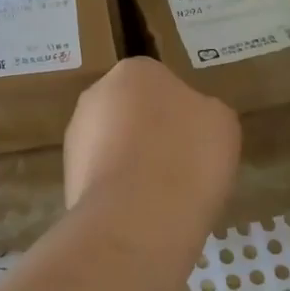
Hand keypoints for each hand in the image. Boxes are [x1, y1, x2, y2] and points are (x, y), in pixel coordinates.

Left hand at [64, 58, 240, 233]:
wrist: (138, 220)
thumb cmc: (186, 157)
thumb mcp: (221, 122)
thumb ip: (202, 111)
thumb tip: (188, 120)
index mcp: (134, 70)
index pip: (160, 82)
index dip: (181, 111)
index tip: (196, 138)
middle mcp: (95, 95)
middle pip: (131, 111)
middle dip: (151, 134)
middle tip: (182, 164)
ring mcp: (76, 138)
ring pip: (114, 146)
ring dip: (133, 164)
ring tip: (164, 196)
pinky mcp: (68, 179)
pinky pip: (104, 179)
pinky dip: (120, 192)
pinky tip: (141, 213)